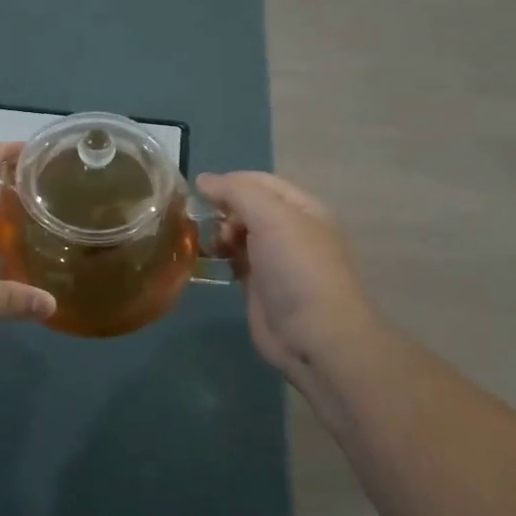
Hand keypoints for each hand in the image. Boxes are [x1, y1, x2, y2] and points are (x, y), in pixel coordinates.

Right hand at [197, 171, 379, 393]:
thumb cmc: (297, 267)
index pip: (260, 181)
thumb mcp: (270, 217)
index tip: (200, 192)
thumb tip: (203, 179)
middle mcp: (290, 230)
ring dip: (220, 234)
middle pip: (247, 206)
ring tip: (214, 247)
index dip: (230, 182)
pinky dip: (221, 257)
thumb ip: (236, 192)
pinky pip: (235, 260)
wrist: (316, 336)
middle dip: (224, 210)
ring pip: (238, 233)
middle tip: (213, 226)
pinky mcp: (260, 286)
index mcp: (302, 208)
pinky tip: (212, 261)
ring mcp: (275, 259)